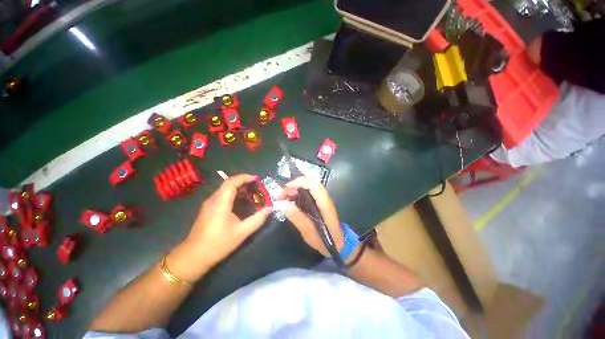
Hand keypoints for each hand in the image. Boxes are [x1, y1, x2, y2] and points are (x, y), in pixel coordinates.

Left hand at [169, 174, 272, 281]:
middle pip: (228, 183)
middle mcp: (213, 200)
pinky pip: (221, 195)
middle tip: (256, 186)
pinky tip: (240, 201)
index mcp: (221, 203)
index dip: (244, 177)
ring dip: (238, 187)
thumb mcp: (242, 232)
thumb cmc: (218, 244)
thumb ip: (258, 219)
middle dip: (243, 181)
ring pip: (224, 188)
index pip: (231, 182)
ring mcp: (209, 204)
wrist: (194, 257)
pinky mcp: (207, 209)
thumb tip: (270, 209)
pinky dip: (233, 193)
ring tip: (251, 192)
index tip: (256, 179)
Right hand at [282, 177, 343, 256]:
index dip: (300, 182)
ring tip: (281, 197)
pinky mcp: (317, 202)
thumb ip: (298, 218)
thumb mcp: (309, 233)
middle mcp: (324, 198)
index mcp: (325, 204)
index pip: (315, 185)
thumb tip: (284, 204)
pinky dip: (295, 193)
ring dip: (293, 189)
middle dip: (293, 185)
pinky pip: (305, 193)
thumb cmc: (325, 241)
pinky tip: (287, 200)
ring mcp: (320, 199)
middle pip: (309, 183)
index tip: (286, 188)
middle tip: (280, 195)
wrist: (338, 244)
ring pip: (307, 187)